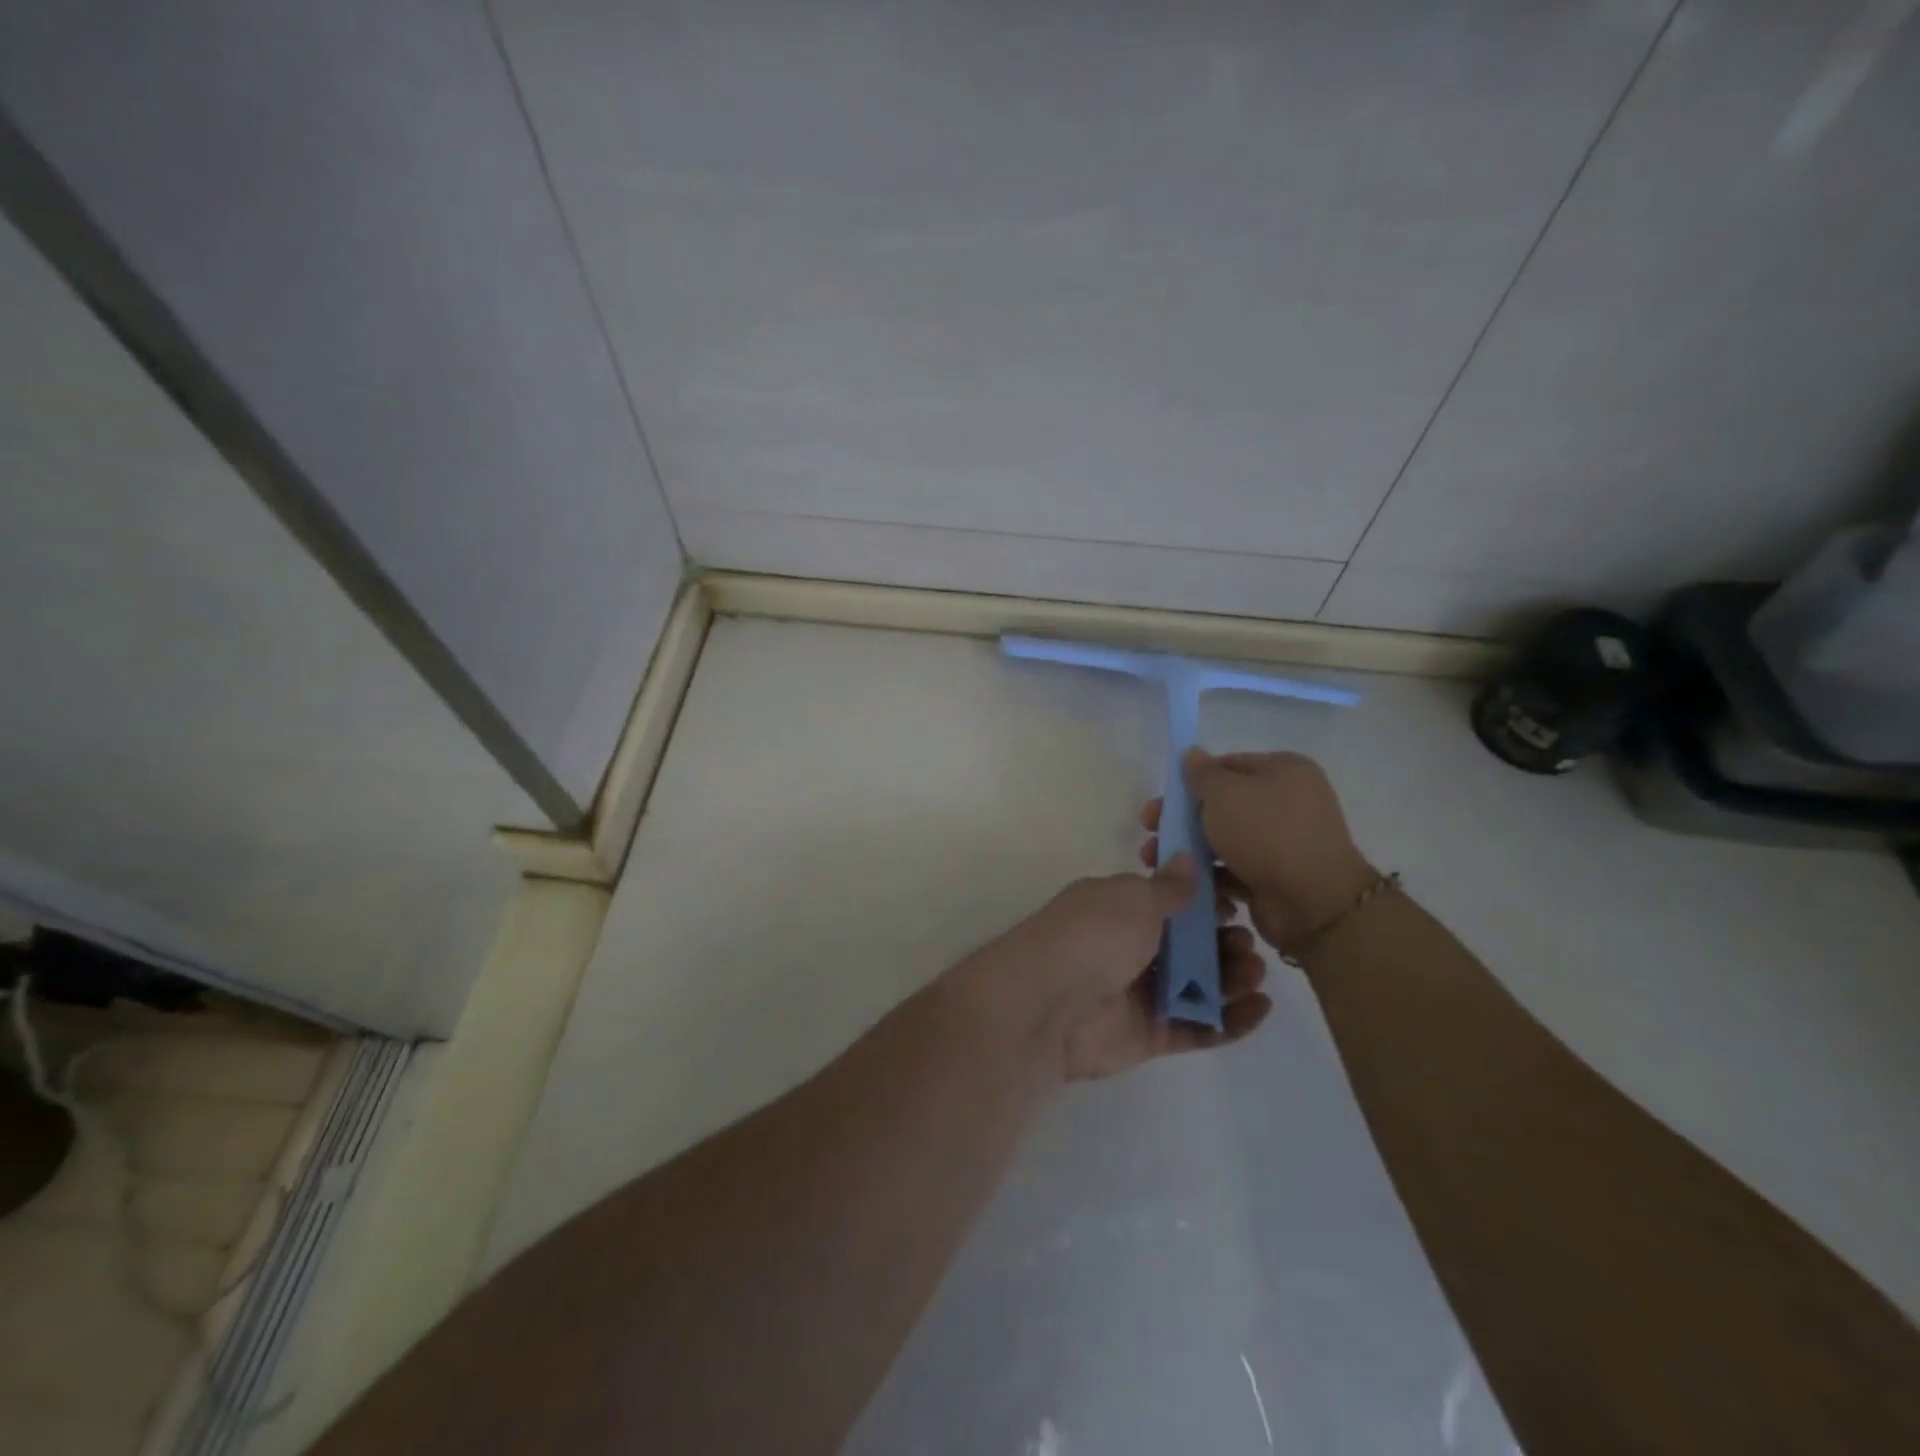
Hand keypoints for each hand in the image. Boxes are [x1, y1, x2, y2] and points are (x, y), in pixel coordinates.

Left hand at [959, 854, 1271, 1082]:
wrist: (1048, 1003)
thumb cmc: (1092, 936)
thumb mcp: (1133, 898)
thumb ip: (1169, 888)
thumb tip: (1189, 858)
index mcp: (1121, 908)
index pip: (1172, 903)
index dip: (1207, 903)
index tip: (1236, 901)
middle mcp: (1131, 948)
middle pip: (1190, 946)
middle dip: (1225, 941)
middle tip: (1246, 942)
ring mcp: (1141, 993)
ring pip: (1199, 986)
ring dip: (1233, 978)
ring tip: (1255, 971)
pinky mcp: (1151, 1034)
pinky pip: (1199, 1027)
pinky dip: (1231, 1020)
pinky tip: (1260, 1007)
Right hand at [1140, 749, 1375, 957]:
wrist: (1313, 902)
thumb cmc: (1265, 833)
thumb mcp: (1224, 793)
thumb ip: (1202, 773)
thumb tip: (1192, 754)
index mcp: (1284, 770)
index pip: (1226, 766)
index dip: (1189, 783)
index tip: (1161, 804)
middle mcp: (1288, 802)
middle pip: (1222, 805)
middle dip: (1182, 821)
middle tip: (1151, 835)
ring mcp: (1284, 842)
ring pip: (1225, 839)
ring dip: (1190, 851)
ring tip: (1158, 864)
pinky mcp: (1277, 877)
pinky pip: (1236, 869)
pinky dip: (1213, 876)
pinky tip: (1189, 885)